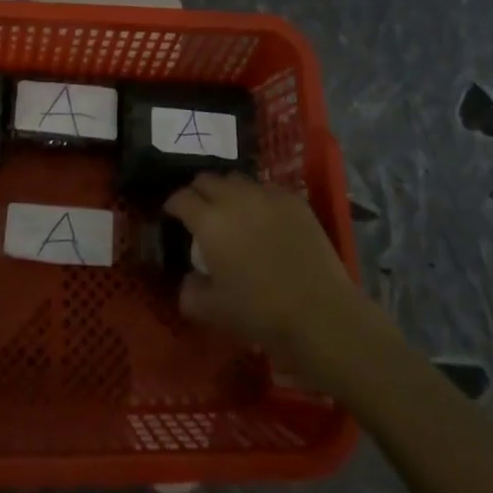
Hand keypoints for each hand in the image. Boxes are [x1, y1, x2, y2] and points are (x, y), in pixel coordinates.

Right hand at [165, 173, 369, 377]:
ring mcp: (267, 196)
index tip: (173, 215)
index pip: (181, 198)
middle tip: (200, 212)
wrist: (319, 313)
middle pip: (207, 179)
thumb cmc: (260, 312)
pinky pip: (267, 190)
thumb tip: (188, 279)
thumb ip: (190, 292)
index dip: (173, 205)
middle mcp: (235, 198)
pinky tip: (265, 219)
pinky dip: (258, 199)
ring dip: (228, 192)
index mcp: (209, 221)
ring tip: (233, 211)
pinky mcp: (294, 201)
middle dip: (198, 192)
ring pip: (237, 180)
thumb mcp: (212, 311)